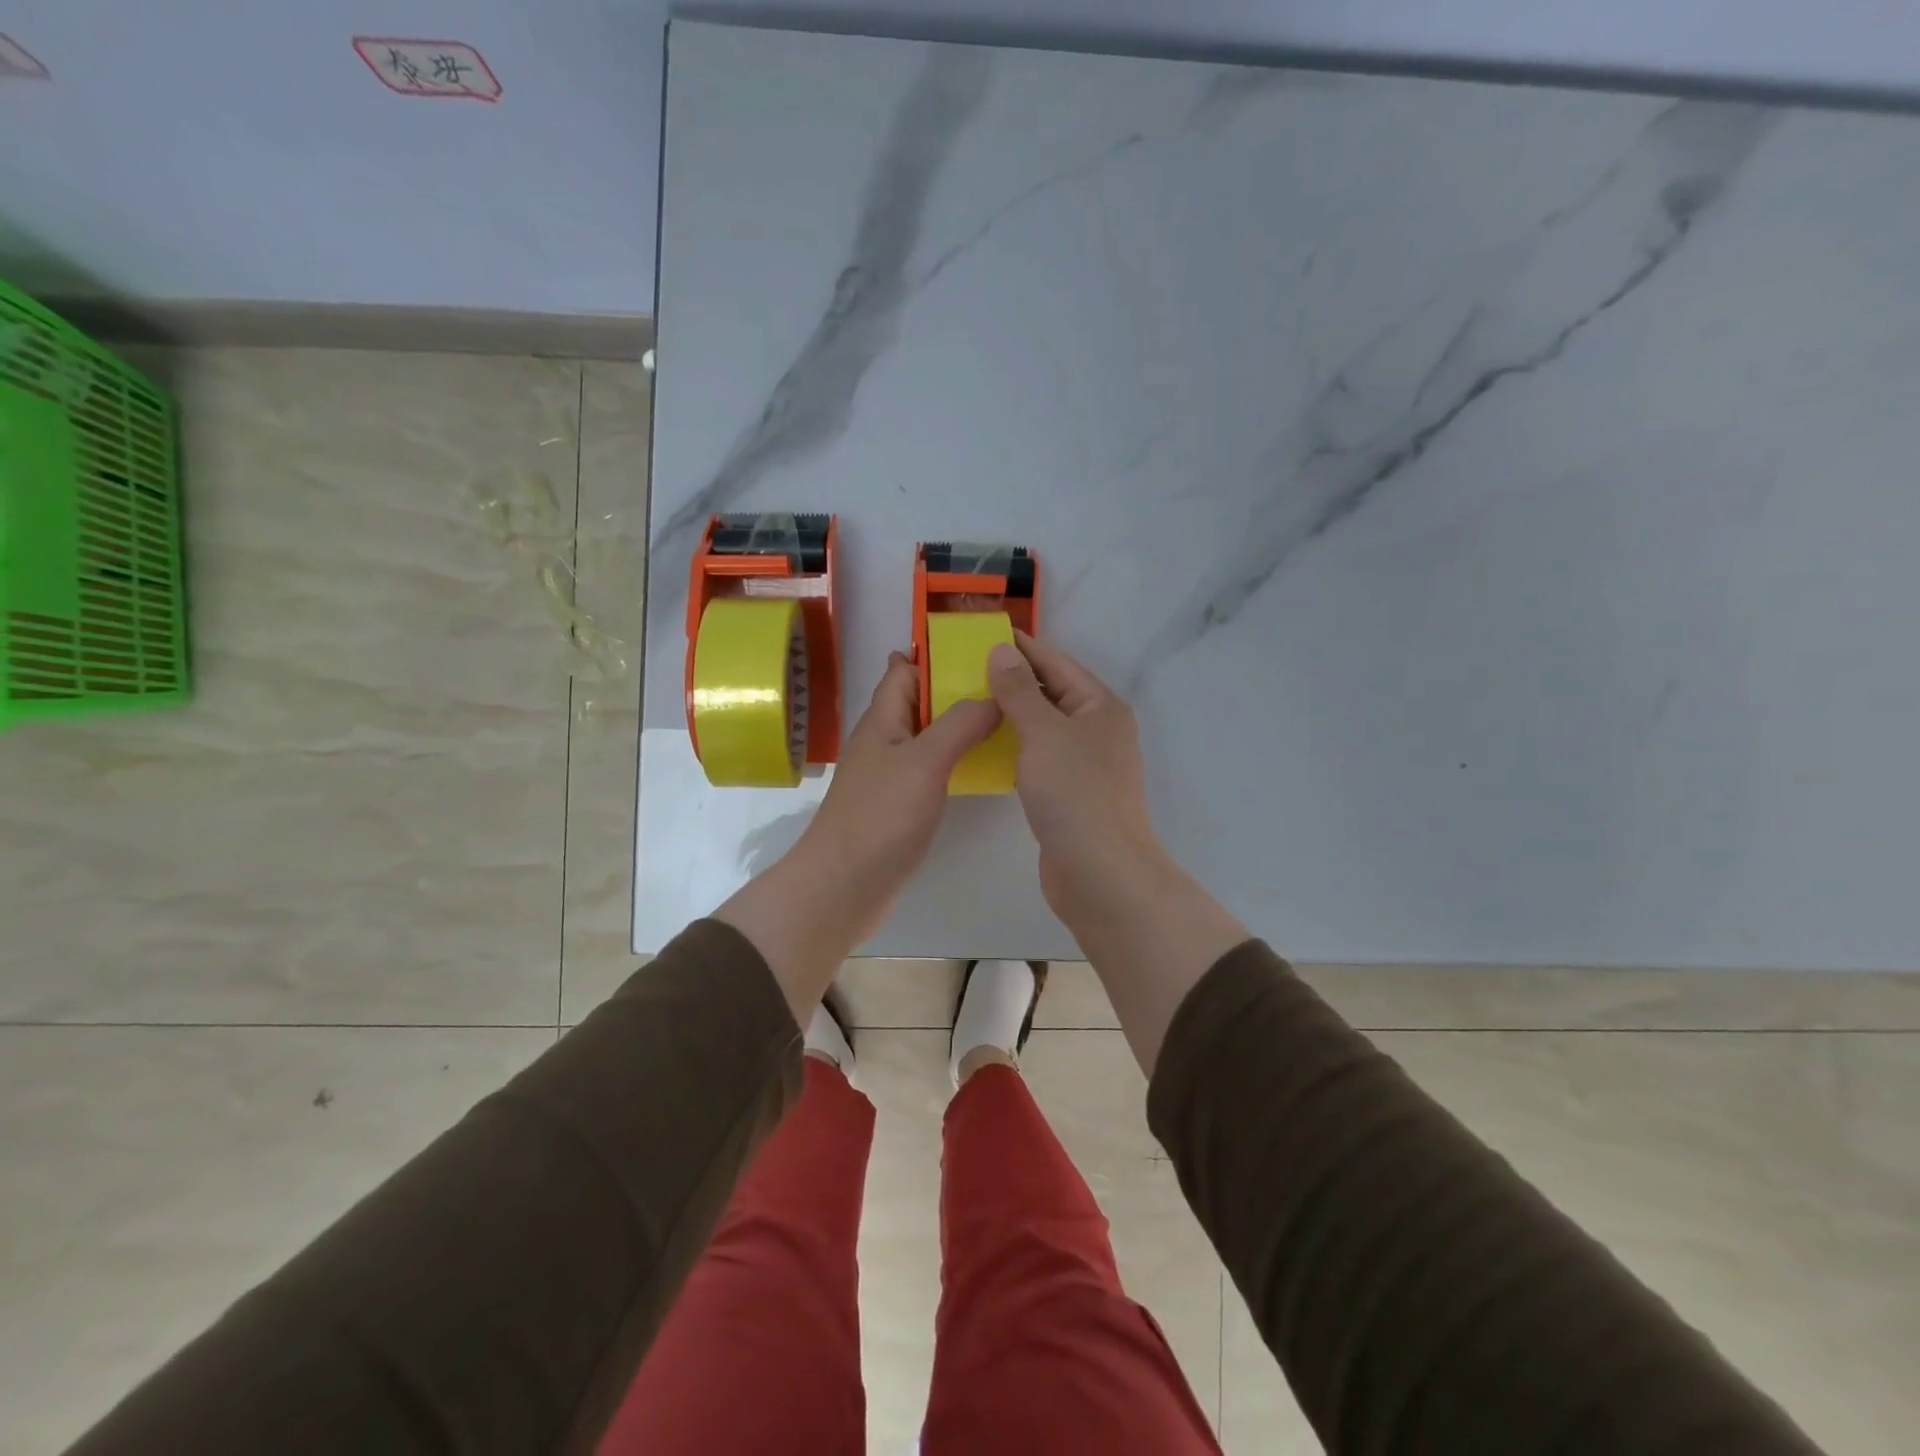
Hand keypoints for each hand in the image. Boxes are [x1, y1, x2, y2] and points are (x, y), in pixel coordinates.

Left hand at [717, 652, 1000, 1024]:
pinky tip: (983, 766)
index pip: (904, 671)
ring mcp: (891, 776)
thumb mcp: (924, 760)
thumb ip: (959, 724)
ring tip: (1003, 718)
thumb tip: (993, 695)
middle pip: (919, 703)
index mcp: (883, 720)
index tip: (978, 646)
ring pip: (927, 737)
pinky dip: (955, 760)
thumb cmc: (881, 815)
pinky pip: (932, 770)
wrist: (845, 885)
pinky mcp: (901, 806)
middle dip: (954, 688)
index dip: (933, 654)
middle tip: (1004, 683)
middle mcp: (885, 742)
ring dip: (958, 725)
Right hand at [985, 633, 1168, 924]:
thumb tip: (1002, 650)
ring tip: (969, 701)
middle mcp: (1097, 729)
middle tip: (965, 667)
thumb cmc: (1075, 793)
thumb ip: (1020, 690)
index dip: (1022, 646)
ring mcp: (1085, 764)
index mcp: (1100, 706)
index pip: (1056, 662)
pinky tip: (987, 745)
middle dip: (1012, 679)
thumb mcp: (1043, 733)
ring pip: (1044, 726)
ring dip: (1012, 713)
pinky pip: (1039, 756)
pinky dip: (1015, 746)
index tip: (984, 632)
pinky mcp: (1070, 793)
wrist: (1100, 872)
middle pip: (1052, 692)